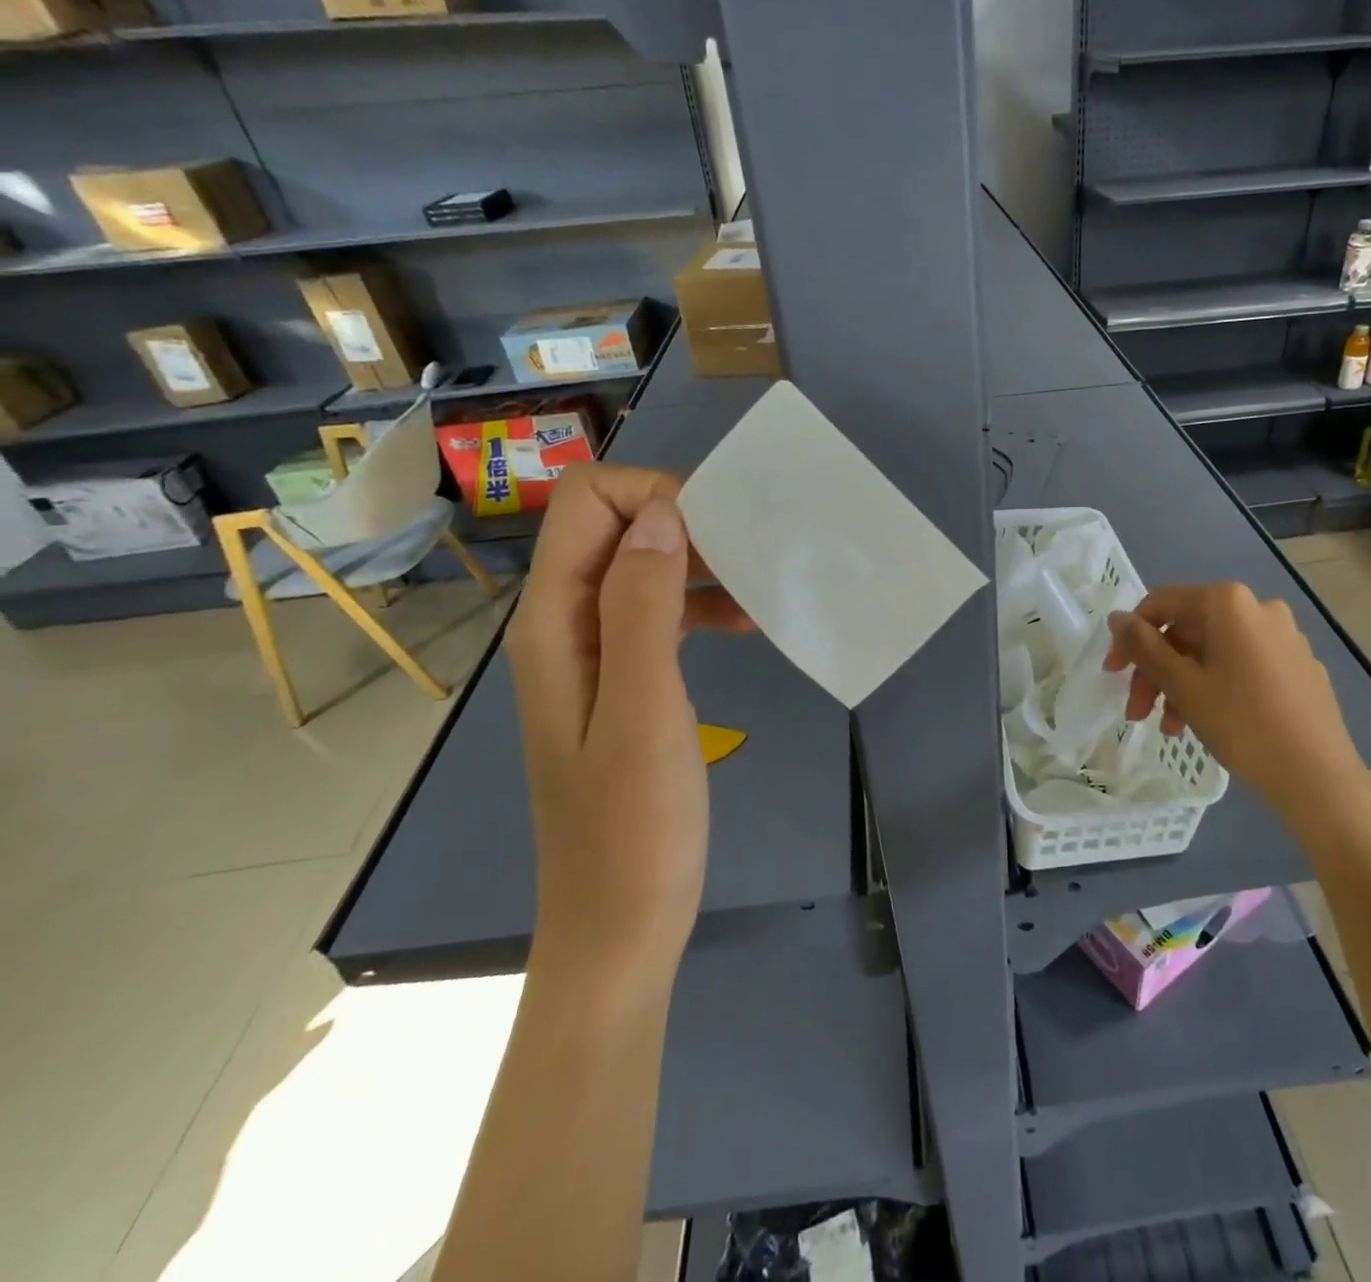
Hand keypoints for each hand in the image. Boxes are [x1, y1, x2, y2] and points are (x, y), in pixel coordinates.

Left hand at [505, 465, 750, 979]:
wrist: (618, 926)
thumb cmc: (635, 829)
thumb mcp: (645, 711)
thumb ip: (643, 607)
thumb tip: (661, 516)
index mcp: (554, 623)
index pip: (586, 504)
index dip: (653, 497)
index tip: (720, 534)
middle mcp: (563, 625)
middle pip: (615, 527)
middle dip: (685, 524)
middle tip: (753, 558)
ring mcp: (592, 654)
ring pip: (643, 567)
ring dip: (701, 565)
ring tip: (762, 588)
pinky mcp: (622, 680)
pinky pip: (659, 613)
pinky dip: (702, 605)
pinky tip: (749, 625)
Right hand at [1104, 582, 1369, 821]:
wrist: (1319, 777)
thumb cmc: (1242, 723)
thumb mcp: (1182, 685)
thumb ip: (1143, 647)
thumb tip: (1117, 618)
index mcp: (1229, 603)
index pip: (1162, 604)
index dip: (1130, 637)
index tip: (1113, 674)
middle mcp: (1259, 608)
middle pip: (1188, 631)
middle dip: (1157, 670)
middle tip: (1137, 712)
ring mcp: (1285, 637)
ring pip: (1214, 652)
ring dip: (1182, 684)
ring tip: (1169, 727)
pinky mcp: (1300, 666)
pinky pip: (1243, 666)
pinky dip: (1216, 687)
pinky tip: (1206, 722)